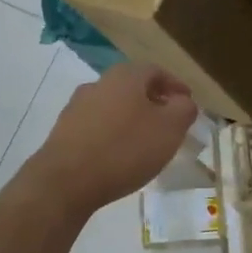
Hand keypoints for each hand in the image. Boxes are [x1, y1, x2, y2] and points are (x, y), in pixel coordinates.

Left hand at [31, 61, 198, 212]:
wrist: (66, 181)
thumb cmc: (125, 149)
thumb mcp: (169, 129)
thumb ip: (183, 110)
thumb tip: (183, 102)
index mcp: (125, 76)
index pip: (157, 71)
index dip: (175, 86)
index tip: (188, 103)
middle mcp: (99, 83)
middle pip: (133, 87)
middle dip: (154, 102)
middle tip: (169, 123)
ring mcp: (77, 106)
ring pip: (114, 106)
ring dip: (132, 119)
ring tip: (145, 142)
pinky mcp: (64, 131)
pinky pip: (97, 126)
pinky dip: (113, 134)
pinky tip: (119, 155)